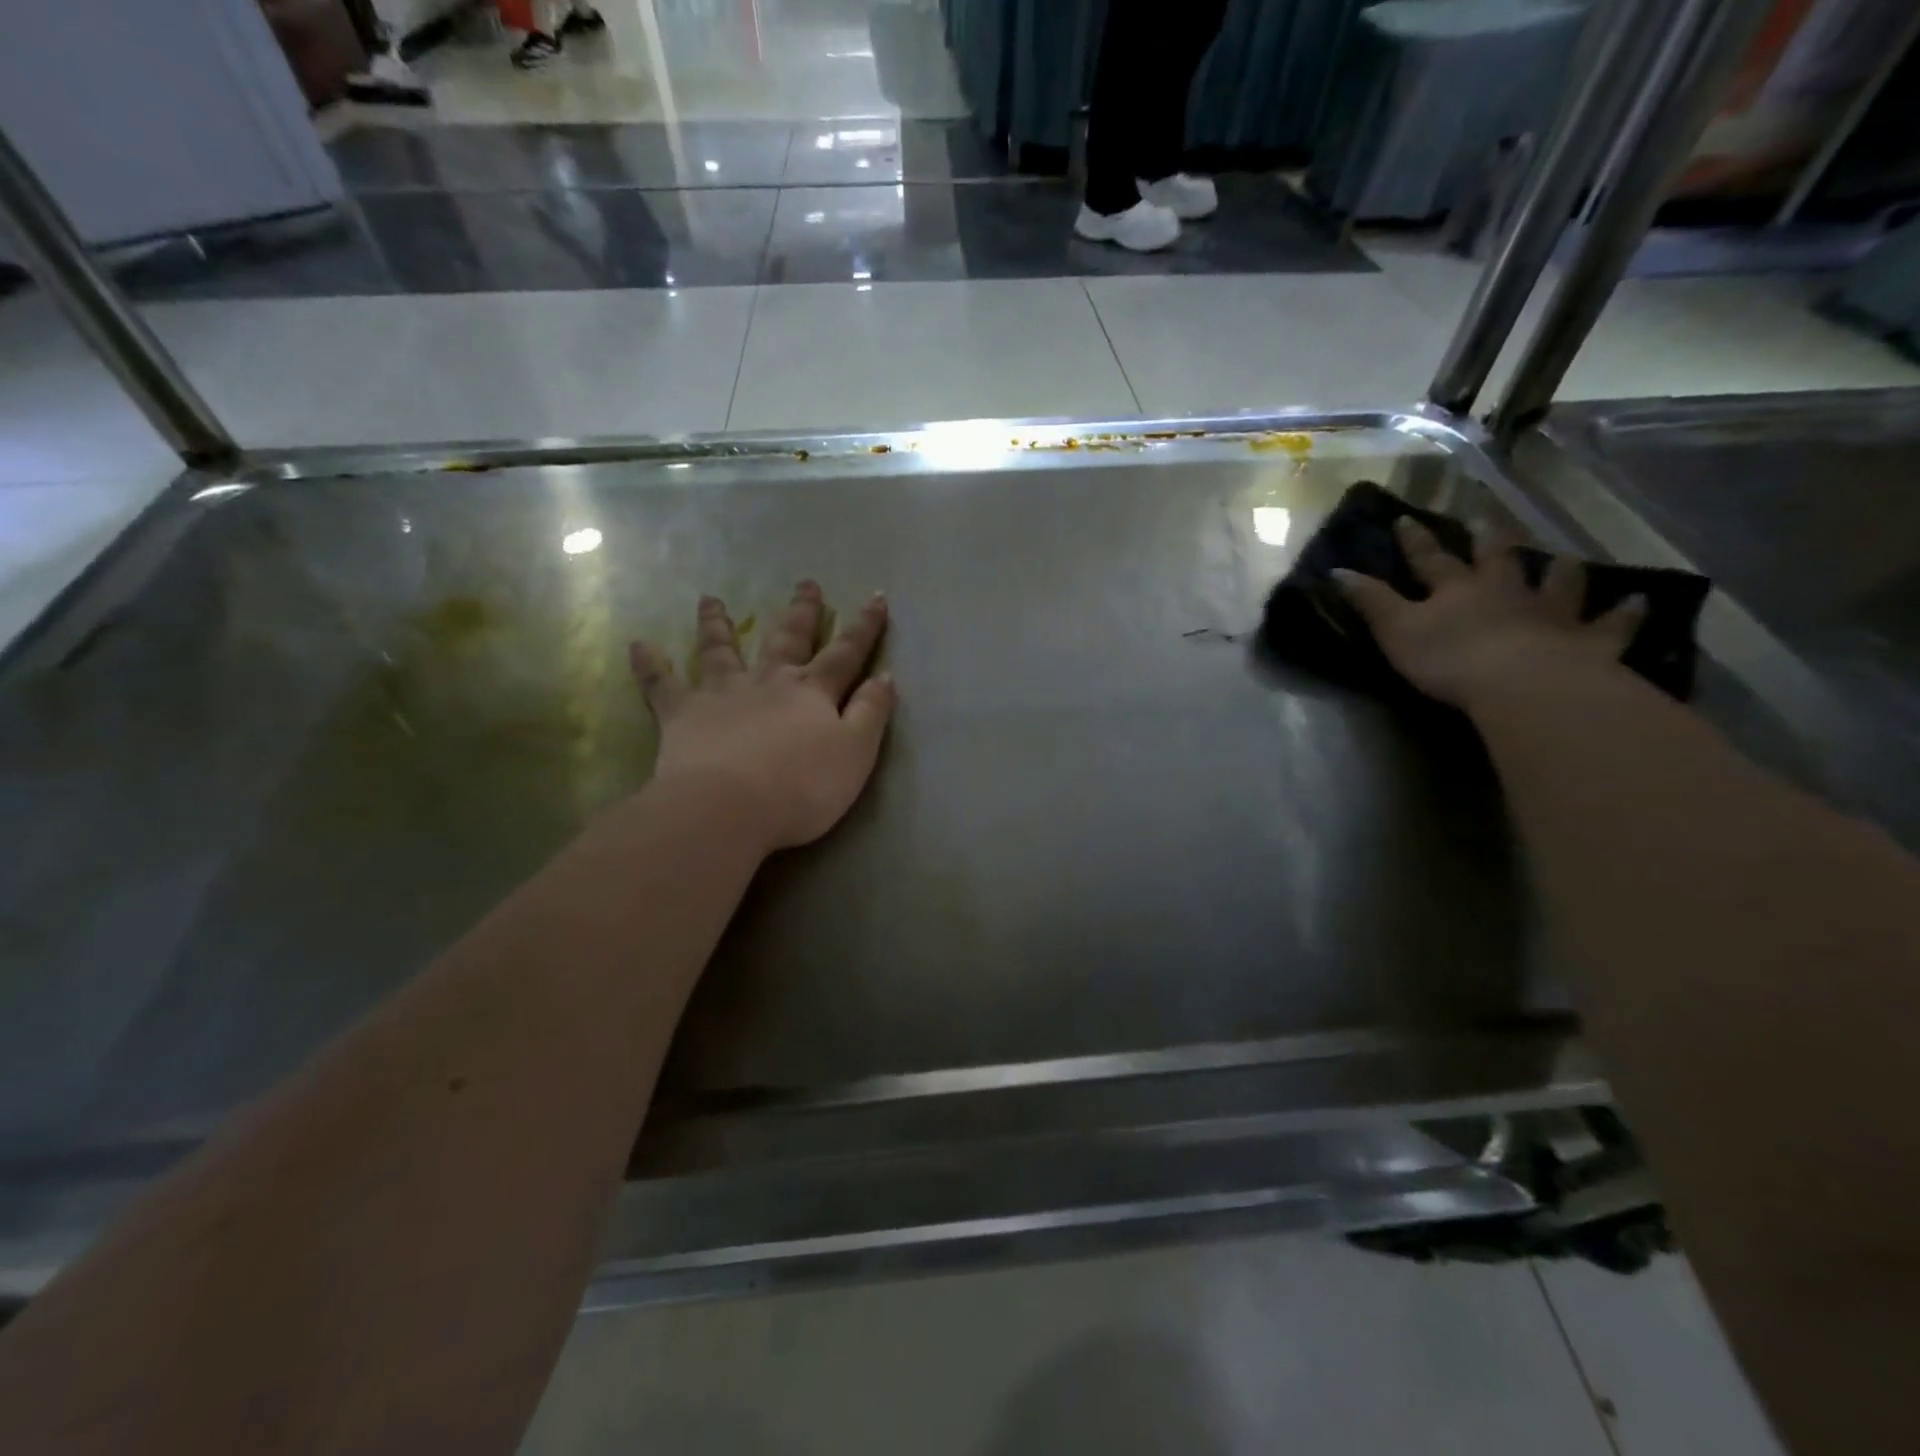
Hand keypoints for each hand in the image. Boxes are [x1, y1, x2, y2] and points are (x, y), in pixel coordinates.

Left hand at [629, 583, 895, 853]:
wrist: (728, 808)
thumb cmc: (802, 787)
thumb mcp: (856, 753)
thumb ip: (872, 712)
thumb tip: (886, 675)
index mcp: (812, 692)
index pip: (845, 652)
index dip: (864, 627)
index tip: (875, 598)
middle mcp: (768, 681)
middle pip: (787, 639)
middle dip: (801, 612)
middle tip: (806, 583)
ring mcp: (722, 694)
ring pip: (721, 650)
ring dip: (718, 624)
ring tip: (711, 599)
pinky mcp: (682, 715)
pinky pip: (662, 684)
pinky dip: (651, 664)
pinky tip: (638, 645)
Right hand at [1334, 517, 1644, 709]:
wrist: (1522, 685)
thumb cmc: (1449, 659)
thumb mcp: (1395, 630)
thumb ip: (1370, 601)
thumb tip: (1338, 570)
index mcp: (1456, 590)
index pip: (1430, 559)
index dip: (1416, 541)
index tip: (1406, 519)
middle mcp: (1505, 592)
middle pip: (1498, 560)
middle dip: (1488, 541)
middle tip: (1487, 520)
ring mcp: (1551, 614)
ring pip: (1558, 584)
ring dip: (1559, 571)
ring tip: (1564, 559)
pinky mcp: (1588, 643)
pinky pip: (1611, 626)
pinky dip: (1624, 614)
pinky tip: (1639, 602)